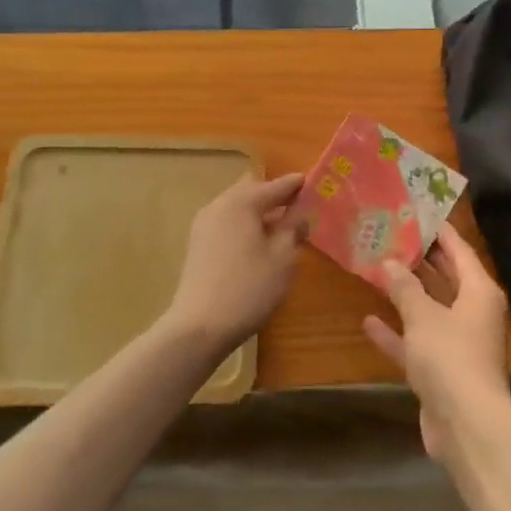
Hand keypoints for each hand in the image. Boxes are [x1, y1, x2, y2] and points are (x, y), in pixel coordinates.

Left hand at [165, 172, 305, 350]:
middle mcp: (219, 206)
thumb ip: (293, 229)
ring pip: (237, 209)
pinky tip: (258, 244)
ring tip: (281, 227)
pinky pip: (227, 224)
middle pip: (251, 191)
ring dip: (258, 213)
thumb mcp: (283, 258)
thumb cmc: (248, 288)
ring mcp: (203, 226)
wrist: (199, 327)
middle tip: (297, 206)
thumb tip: (299, 214)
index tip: (312, 183)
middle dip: (274, 196)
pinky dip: (245, 226)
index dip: (295, 185)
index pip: (274, 185)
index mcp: (241, 202)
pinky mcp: (197, 246)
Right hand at [363, 225, 510, 463]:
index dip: (440, 231)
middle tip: (391, 237)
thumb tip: (390, 262)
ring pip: (429, 310)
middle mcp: (472, 313)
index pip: (460, 250)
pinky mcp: (441, 370)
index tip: (418, 212)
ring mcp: (457, 343)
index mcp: (479, 292)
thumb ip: (405, 288)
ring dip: (406, 295)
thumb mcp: (424, 316)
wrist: (467, 425)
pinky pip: (417, 342)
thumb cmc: (451, 357)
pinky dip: (396, 333)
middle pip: (446, 278)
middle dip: (420, 260)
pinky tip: (368, 321)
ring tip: (378, 270)